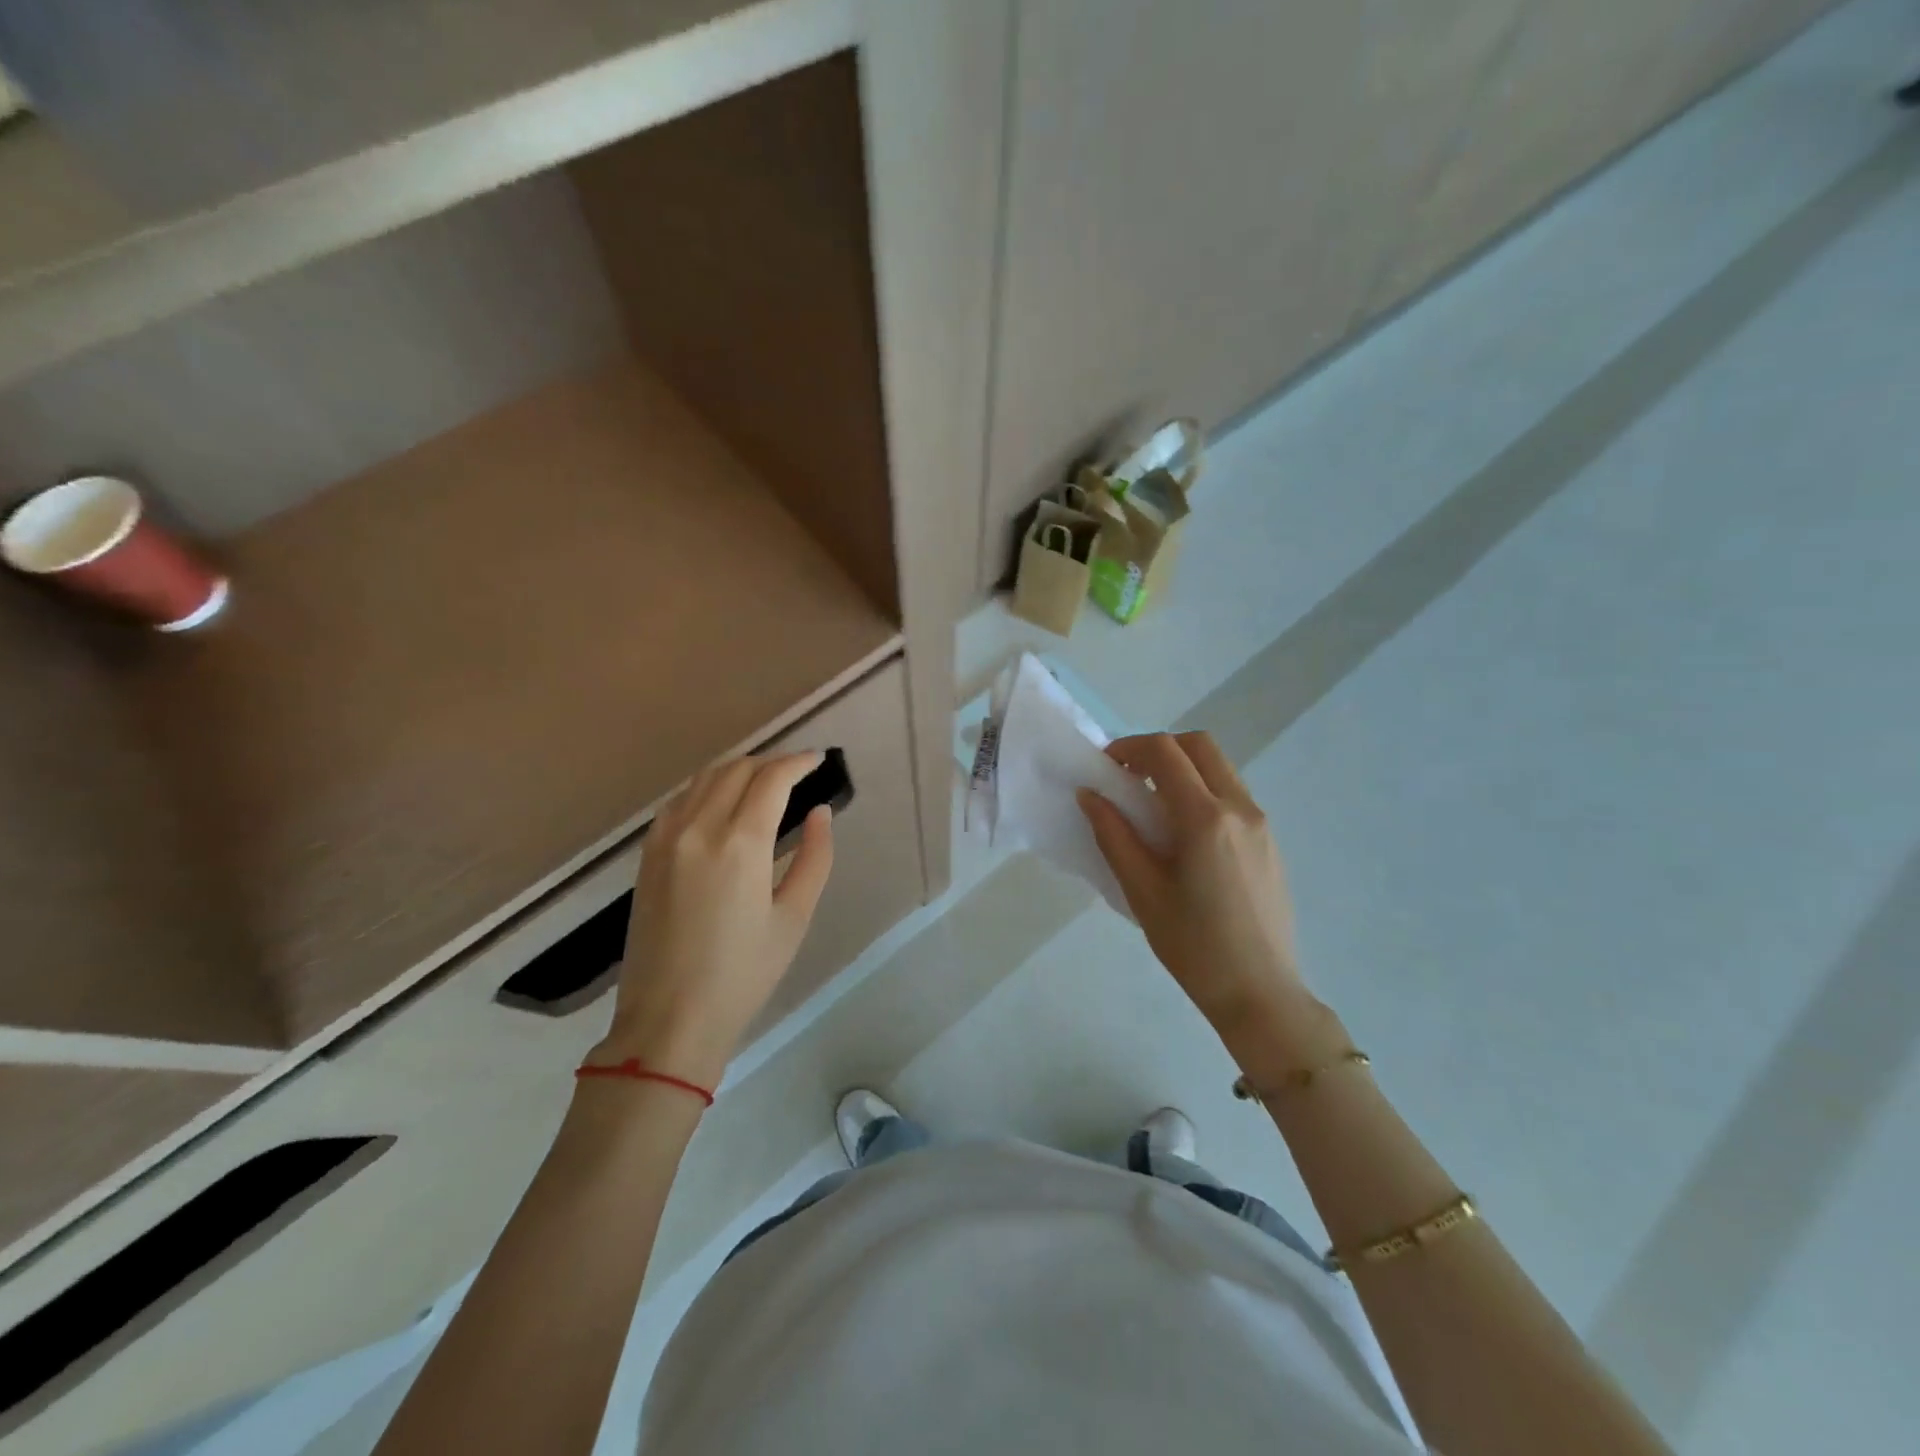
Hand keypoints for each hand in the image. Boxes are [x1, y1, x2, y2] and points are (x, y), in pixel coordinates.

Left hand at [595, 753, 833, 1086]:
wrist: (668, 1019)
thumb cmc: (743, 975)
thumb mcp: (793, 918)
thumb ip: (814, 857)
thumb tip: (820, 812)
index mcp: (740, 844)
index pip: (772, 778)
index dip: (798, 762)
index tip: (818, 760)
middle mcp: (699, 828)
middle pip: (737, 769)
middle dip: (771, 761)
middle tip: (797, 771)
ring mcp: (666, 839)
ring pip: (704, 777)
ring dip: (738, 769)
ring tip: (764, 780)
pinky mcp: (648, 854)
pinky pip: (680, 800)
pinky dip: (707, 787)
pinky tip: (722, 802)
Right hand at [1078, 732, 1318, 1058]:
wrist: (1259, 992)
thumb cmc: (1192, 946)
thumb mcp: (1142, 891)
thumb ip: (1113, 835)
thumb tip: (1090, 795)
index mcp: (1205, 818)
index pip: (1165, 752)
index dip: (1129, 747)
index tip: (1105, 768)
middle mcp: (1240, 808)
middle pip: (1199, 745)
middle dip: (1159, 749)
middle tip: (1129, 778)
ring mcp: (1261, 822)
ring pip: (1220, 766)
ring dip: (1183, 768)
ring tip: (1153, 807)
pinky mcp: (1270, 840)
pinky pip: (1233, 793)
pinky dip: (1203, 790)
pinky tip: (1184, 834)